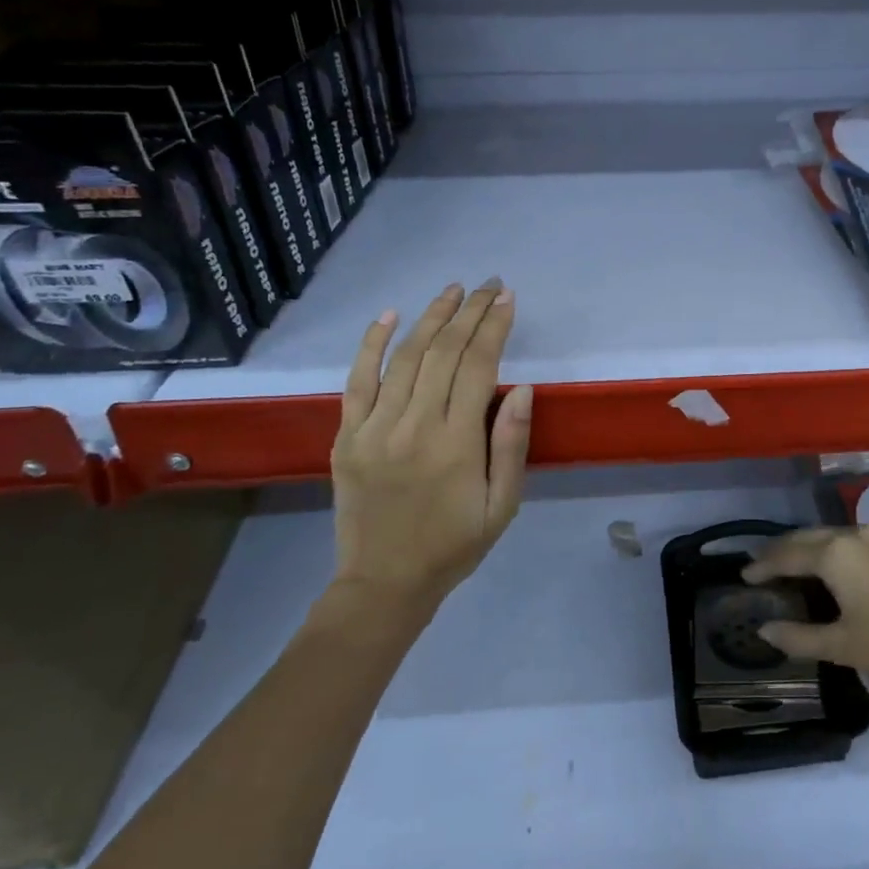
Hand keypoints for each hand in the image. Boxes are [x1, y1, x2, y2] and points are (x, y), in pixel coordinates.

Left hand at [330, 280, 533, 612]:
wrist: (385, 583)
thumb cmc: (455, 545)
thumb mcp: (503, 505)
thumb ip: (511, 445)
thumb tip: (521, 388)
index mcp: (457, 443)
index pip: (478, 366)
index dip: (493, 327)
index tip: (507, 298)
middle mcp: (414, 426)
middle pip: (443, 352)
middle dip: (469, 312)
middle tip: (487, 285)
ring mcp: (374, 428)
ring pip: (405, 358)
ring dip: (431, 318)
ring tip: (452, 291)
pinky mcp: (347, 436)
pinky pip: (357, 381)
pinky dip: (371, 344)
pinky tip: (389, 315)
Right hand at [744, 526, 868, 711]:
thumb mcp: (843, 647)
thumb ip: (799, 636)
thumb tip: (765, 630)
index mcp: (835, 554)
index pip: (787, 555)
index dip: (763, 566)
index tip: (743, 576)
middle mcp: (854, 534)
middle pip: (807, 537)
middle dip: (782, 550)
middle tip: (761, 567)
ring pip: (831, 535)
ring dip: (808, 547)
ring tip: (791, 566)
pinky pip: (852, 541)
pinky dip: (832, 550)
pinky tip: (832, 568)